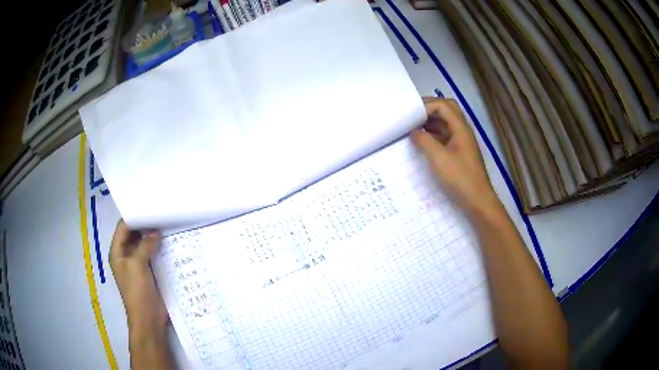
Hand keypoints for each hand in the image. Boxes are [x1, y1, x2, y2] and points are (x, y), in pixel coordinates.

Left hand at [109, 220, 167, 332]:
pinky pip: (153, 255)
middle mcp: (127, 255)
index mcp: (118, 252)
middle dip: (145, 225)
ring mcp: (139, 264)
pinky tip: (170, 241)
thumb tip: (156, 232)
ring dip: (154, 237)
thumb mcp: (137, 265)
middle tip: (161, 213)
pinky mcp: (150, 271)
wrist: (148, 318)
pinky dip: (159, 248)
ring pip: (145, 244)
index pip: (123, 228)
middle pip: (134, 234)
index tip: (149, 208)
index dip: (134, 217)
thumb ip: (145, 246)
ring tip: (168, 224)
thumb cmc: (137, 291)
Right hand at [411, 98, 497, 212]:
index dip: (426, 106)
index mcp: (460, 128)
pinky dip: (434, 133)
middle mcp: (462, 130)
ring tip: (414, 127)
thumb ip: (424, 140)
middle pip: (447, 109)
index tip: (411, 115)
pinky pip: (446, 135)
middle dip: (429, 109)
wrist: (477, 200)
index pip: (443, 105)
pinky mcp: (460, 152)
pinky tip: (424, 141)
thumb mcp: (438, 158)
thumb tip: (413, 131)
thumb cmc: (459, 178)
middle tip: (413, 115)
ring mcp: (462, 141)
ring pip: (446, 122)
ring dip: (431, 121)